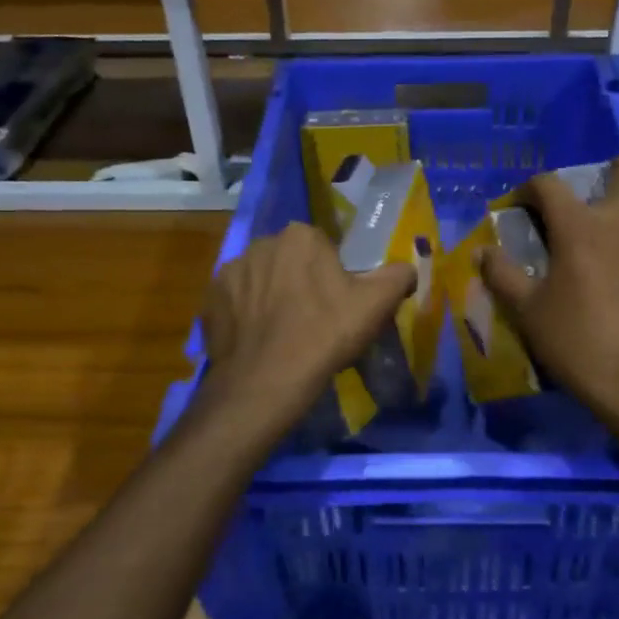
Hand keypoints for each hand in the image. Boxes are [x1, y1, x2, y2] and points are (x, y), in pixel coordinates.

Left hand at [201, 222, 414, 428]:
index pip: (323, 248)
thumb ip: (398, 276)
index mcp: (300, 236)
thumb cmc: (324, 335)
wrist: (265, 382)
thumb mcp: (375, 305)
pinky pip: (237, 301)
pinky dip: (247, 315)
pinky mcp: (209, 299)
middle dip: (300, 282)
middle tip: (313, 320)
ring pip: (262, 279)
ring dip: (272, 297)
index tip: (337, 305)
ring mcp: (230, 271)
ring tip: (284, 334)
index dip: (333, 277)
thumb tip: (409, 268)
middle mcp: (260, 243)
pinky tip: (260, 340)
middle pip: (290, 260)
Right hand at [481, 153, 618, 449]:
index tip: (521, 207)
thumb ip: (502, 275)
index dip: (529, 189)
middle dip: (612, 170)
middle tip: (591, 200)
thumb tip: (483, 252)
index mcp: (581, 226)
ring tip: (610, 244)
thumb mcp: (528, 312)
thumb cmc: (579, 343)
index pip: (549, 184)